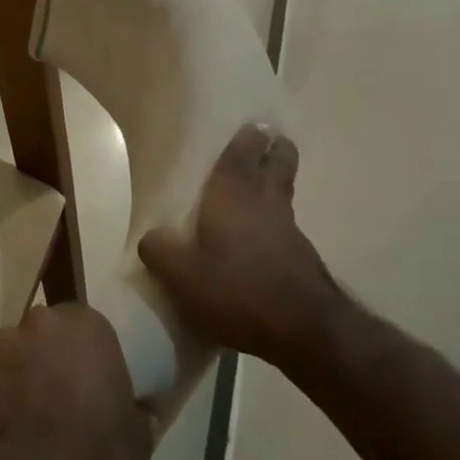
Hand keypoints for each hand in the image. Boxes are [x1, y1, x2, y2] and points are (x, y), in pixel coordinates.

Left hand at [0, 304, 152, 459]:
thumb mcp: (138, 440)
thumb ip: (130, 408)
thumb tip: (130, 408)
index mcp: (83, 327)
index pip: (88, 325)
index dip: (90, 355)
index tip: (94, 382)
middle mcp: (35, 324)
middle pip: (45, 333)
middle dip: (50, 357)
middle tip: (62, 397)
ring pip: (13, 355)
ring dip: (20, 375)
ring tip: (29, 419)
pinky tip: (5, 433)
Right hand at [139, 125, 343, 368]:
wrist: (308, 334)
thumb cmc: (238, 291)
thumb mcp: (182, 275)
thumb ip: (160, 250)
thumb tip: (152, 237)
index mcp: (232, 201)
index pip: (238, 162)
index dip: (245, 143)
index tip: (254, 124)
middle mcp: (264, 210)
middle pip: (275, 173)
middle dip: (276, 154)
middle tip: (278, 139)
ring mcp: (290, 237)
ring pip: (282, 200)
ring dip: (278, 186)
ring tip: (270, 182)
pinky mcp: (304, 265)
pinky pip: (286, 231)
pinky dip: (277, 224)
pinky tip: (268, 238)